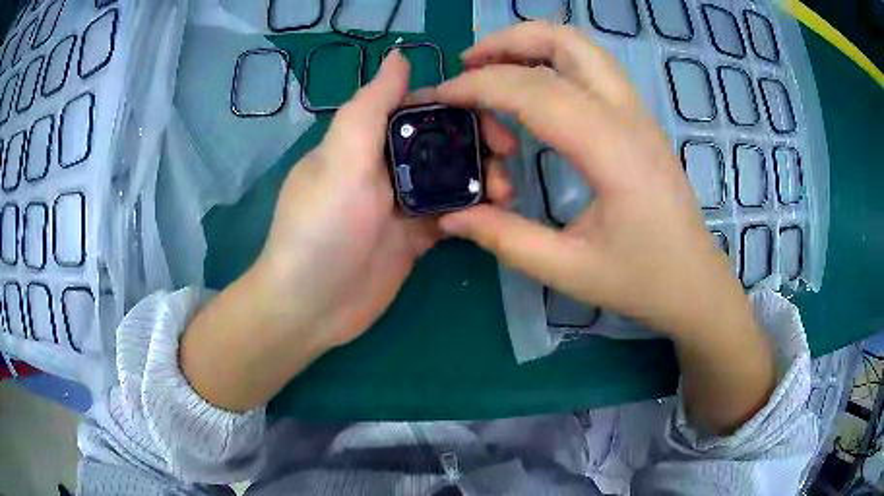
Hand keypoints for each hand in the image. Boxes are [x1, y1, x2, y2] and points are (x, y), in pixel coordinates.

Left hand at [182, 53, 515, 411]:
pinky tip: (493, 214)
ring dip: (483, 178)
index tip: (494, 118)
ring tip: (506, 194)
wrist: (310, 308)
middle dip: (478, 143)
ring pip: (452, 177)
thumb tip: (400, 55)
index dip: (459, 105)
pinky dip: (474, 210)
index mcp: (366, 139)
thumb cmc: (321, 228)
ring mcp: (402, 203)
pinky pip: (451, 213)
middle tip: (508, 158)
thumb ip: (371, 106)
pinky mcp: (415, 237)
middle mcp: (385, 165)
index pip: (420, 106)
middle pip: (443, 140)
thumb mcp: (340, 160)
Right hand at [434, 23, 773, 432]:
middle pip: (566, 42)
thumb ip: (506, 238)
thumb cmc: (642, 281)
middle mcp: (629, 116)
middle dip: (509, 41)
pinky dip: (555, 60)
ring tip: (494, 66)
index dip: (480, 85)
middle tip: (468, 63)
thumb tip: (453, 216)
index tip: (442, 95)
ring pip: (584, 47)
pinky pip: (594, 67)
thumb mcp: (569, 270)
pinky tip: (534, 87)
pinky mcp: (640, 121)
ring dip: (534, 43)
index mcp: (612, 150)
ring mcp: (639, 113)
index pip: (535, 91)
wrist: (696, 285)